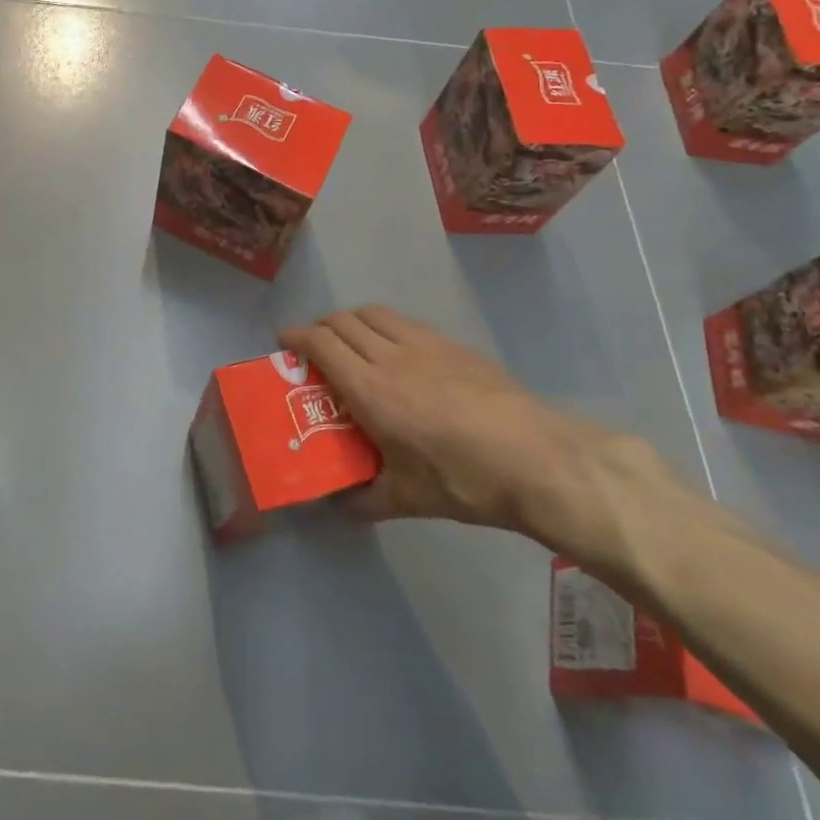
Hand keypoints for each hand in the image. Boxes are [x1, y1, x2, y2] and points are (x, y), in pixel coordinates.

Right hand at [280, 306, 669, 560]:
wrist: (536, 458)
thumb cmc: (463, 478)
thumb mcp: (407, 499)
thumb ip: (365, 499)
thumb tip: (338, 506)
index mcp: (370, 388)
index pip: (321, 343)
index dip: (296, 336)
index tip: (283, 342)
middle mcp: (390, 355)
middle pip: (343, 321)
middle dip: (320, 326)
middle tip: (313, 347)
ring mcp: (424, 344)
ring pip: (374, 314)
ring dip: (352, 320)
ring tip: (350, 341)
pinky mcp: (452, 344)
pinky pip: (404, 322)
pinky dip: (385, 325)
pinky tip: (396, 350)